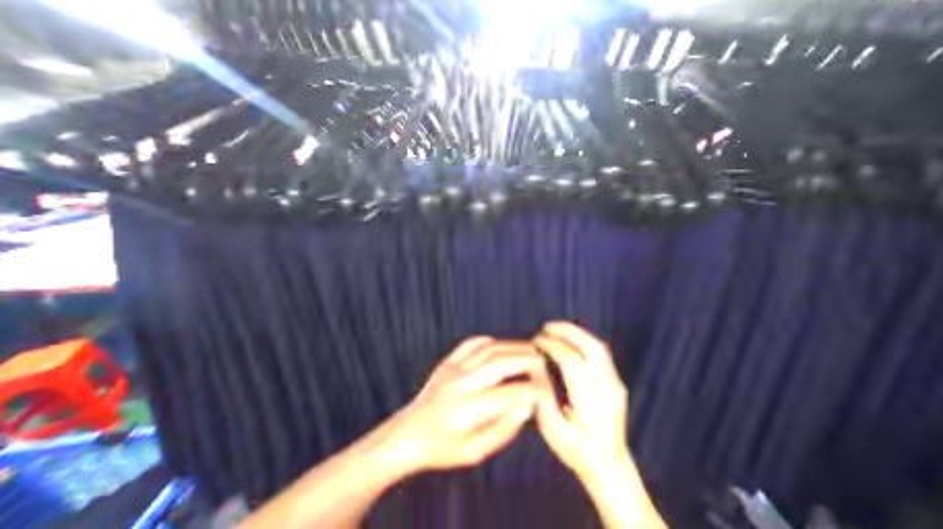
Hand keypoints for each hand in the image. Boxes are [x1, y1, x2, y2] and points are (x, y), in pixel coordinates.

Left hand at [373, 337, 540, 476]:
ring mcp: (453, 369)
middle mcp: (461, 384)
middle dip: (526, 359)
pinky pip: (471, 343)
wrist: (408, 432)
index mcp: (467, 411)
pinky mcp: (448, 361)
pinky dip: (489, 341)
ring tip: (528, 349)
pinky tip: (500, 345)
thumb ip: (503, 430)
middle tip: (543, 360)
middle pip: (500, 363)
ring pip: (488, 349)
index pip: (509, 394)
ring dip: (512, 346)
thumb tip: (527, 405)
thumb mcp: (474, 453)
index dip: (532, 390)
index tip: (546, 389)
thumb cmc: (442, 449)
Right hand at [533, 322, 628, 478]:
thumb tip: (535, 364)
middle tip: (546, 327)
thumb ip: (542, 395)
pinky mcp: (616, 382)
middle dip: (567, 332)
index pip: (572, 362)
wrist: (610, 467)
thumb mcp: (552, 429)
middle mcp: (607, 390)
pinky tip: (568, 338)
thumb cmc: (576, 450)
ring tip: (555, 328)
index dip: (552, 347)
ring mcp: (615, 384)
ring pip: (598, 347)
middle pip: (591, 348)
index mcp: (591, 404)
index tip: (536, 342)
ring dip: (575, 332)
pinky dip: (582, 339)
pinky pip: (600, 352)